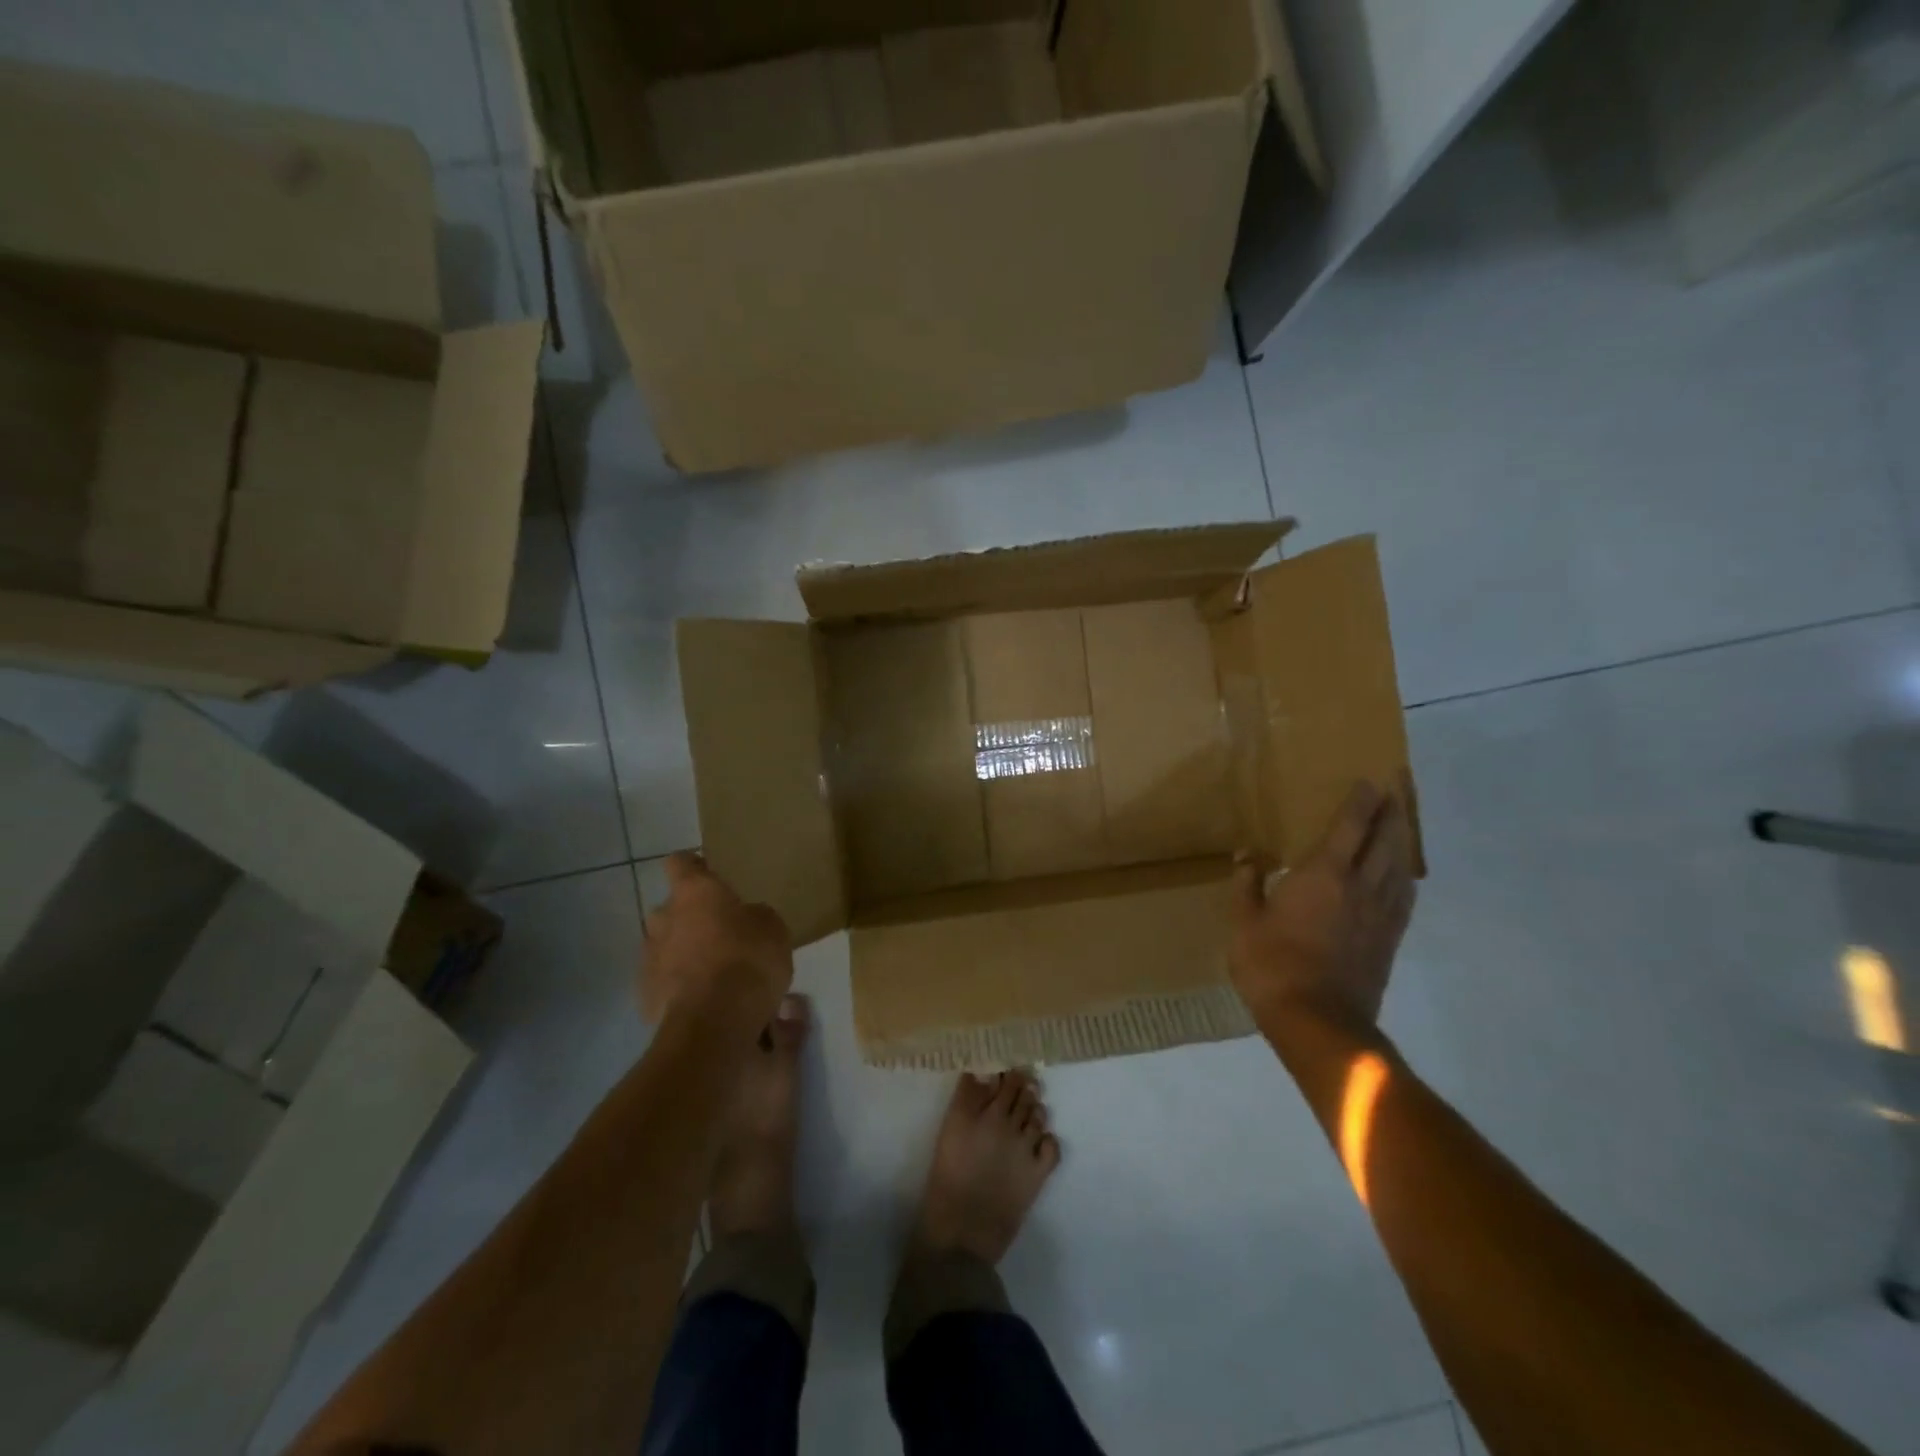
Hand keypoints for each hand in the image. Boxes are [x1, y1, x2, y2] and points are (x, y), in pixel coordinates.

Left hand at [641, 853, 793, 1033]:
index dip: (694, 867)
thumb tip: (745, 920)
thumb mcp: (772, 928)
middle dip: (689, 918)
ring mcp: (649, 958)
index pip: (680, 863)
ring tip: (711, 972)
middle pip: (669, 909)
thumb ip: (754, 916)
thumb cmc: (748, 960)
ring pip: (664, 946)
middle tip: (718, 933)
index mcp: (695, 892)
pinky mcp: (644, 996)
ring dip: (682, 954)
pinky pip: (663, 982)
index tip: (709, 874)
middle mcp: (664, 918)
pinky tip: (702, 1000)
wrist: (714, 1024)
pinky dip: (678, 987)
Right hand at [1230, 781, 1417, 1040]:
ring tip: (1401, 824)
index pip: (1349, 827)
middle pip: (1384, 841)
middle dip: (1389, 814)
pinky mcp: (1389, 940)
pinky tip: (1404, 876)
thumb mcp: (1244, 922)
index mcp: (1324, 875)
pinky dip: (1405, 877)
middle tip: (1394, 792)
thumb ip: (1247, 885)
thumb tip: (1247, 855)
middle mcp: (1360, 886)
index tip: (1370, 781)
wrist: (1318, 1021)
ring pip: (1399, 867)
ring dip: (1402, 841)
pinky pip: (1404, 898)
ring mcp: (1380, 914)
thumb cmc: (1272, 965)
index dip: (1361, 802)